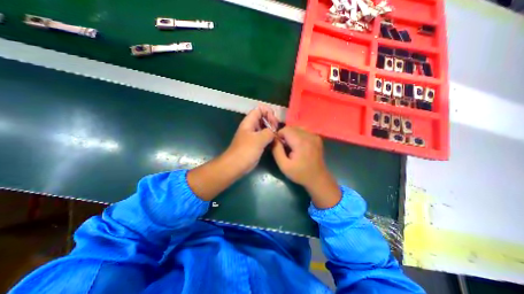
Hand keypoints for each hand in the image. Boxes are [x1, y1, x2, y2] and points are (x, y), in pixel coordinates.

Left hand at [227, 105, 280, 172]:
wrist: (235, 165)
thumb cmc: (245, 151)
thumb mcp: (258, 139)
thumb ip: (268, 132)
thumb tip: (274, 131)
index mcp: (249, 122)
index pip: (259, 110)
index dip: (268, 112)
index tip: (274, 121)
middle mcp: (251, 127)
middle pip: (262, 118)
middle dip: (271, 121)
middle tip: (277, 130)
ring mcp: (253, 136)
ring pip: (264, 128)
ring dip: (271, 130)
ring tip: (277, 135)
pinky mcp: (255, 144)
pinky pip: (264, 137)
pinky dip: (270, 137)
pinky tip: (275, 142)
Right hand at [272, 127, 341, 208]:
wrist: (318, 179)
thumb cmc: (300, 174)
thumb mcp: (284, 165)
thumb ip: (277, 150)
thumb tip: (273, 139)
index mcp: (301, 142)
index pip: (285, 129)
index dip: (279, 135)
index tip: (278, 145)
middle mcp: (309, 135)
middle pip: (291, 128)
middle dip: (285, 135)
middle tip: (284, 147)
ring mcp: (314, 136)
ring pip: (297, 128)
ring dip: (291, 135)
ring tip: (291, 146)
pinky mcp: (317, 138)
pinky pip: (303, 132)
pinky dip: (298, 136)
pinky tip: (298, 146)